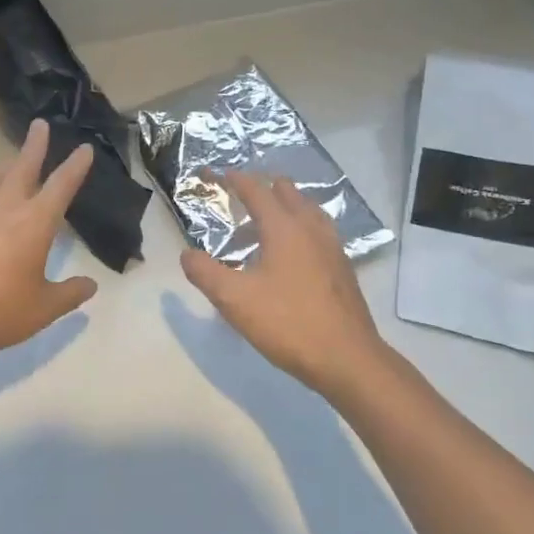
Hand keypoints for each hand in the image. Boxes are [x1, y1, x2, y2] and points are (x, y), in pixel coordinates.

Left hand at [0, 118, 98, 373]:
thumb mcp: (42, 310)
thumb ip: (69, 294)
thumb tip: (90, 285)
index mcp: (35, 222)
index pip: (62, 185)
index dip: (75, 166)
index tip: (84, 149)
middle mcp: (6, 206)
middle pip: (23, 165)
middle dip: (35, 144)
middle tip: (40, 125)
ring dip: (7, 165)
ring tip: (13, 161)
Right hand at [179, 172, 392, 399]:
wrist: (347, 359)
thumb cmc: (288, 323)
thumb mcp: (234, 300)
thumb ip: (205, 273)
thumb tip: (187, 255)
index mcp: (284, 228)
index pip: (257, 191)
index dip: (236, 180)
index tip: (220, 174)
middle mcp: (311, 229)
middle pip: (287, 193)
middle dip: (263, 187)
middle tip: (242, 196)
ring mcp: (332, 247)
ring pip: (307, 211)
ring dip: (285, 207)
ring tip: (266, 221)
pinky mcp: (342, 268)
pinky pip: (318, 232)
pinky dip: (300, 228)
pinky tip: (292, 253)